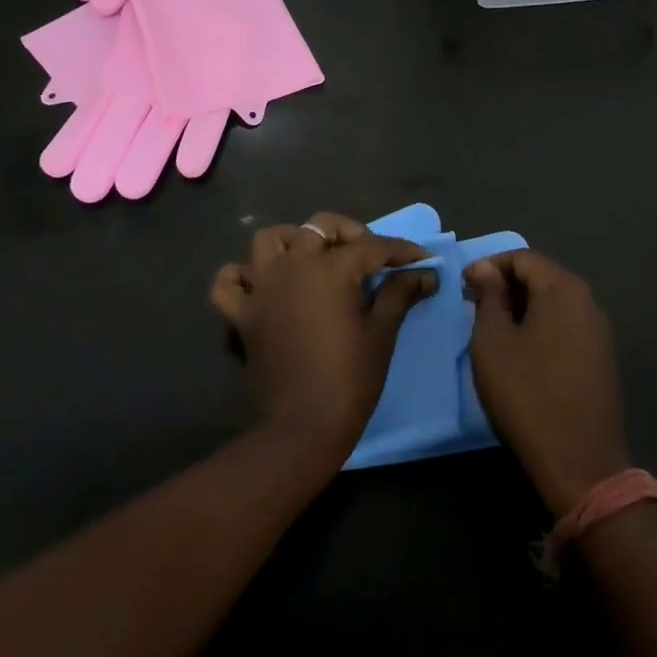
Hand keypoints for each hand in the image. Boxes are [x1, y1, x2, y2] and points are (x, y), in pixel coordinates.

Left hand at [210, 212, 436, 463]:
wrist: (301, 429)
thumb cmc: (350, 379)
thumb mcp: (382, 333)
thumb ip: (400, 293)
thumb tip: (426, 273)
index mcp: (330, 268)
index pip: (372, 246)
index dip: (401, 251)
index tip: (422, 260)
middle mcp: (293, 266)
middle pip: (319, 227)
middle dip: (348, 234)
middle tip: (367, 258)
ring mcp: (262, 288)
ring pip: (269, 241)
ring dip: (292, 242)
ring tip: (313, 261)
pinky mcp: (242, 314)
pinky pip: (230, 283)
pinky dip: (242, 277)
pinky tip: (262, 285)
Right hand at [463, 249, 628, 517]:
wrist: (581, 465)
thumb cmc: (527, 395)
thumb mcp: (493, 342)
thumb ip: (489, 298)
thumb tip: (486, 270)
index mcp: (563, 288)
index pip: (522, 257)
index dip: (489, 266)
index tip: (463, 286)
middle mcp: (588, 300)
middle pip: (541, 276)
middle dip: (505, 286)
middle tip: (474, 306)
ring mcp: (599, 331)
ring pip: (554, 302)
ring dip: (522, 307)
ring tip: (493, 329)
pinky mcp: (602, 359)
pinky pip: (566, 326)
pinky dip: (541, 327)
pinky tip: (522, 352)